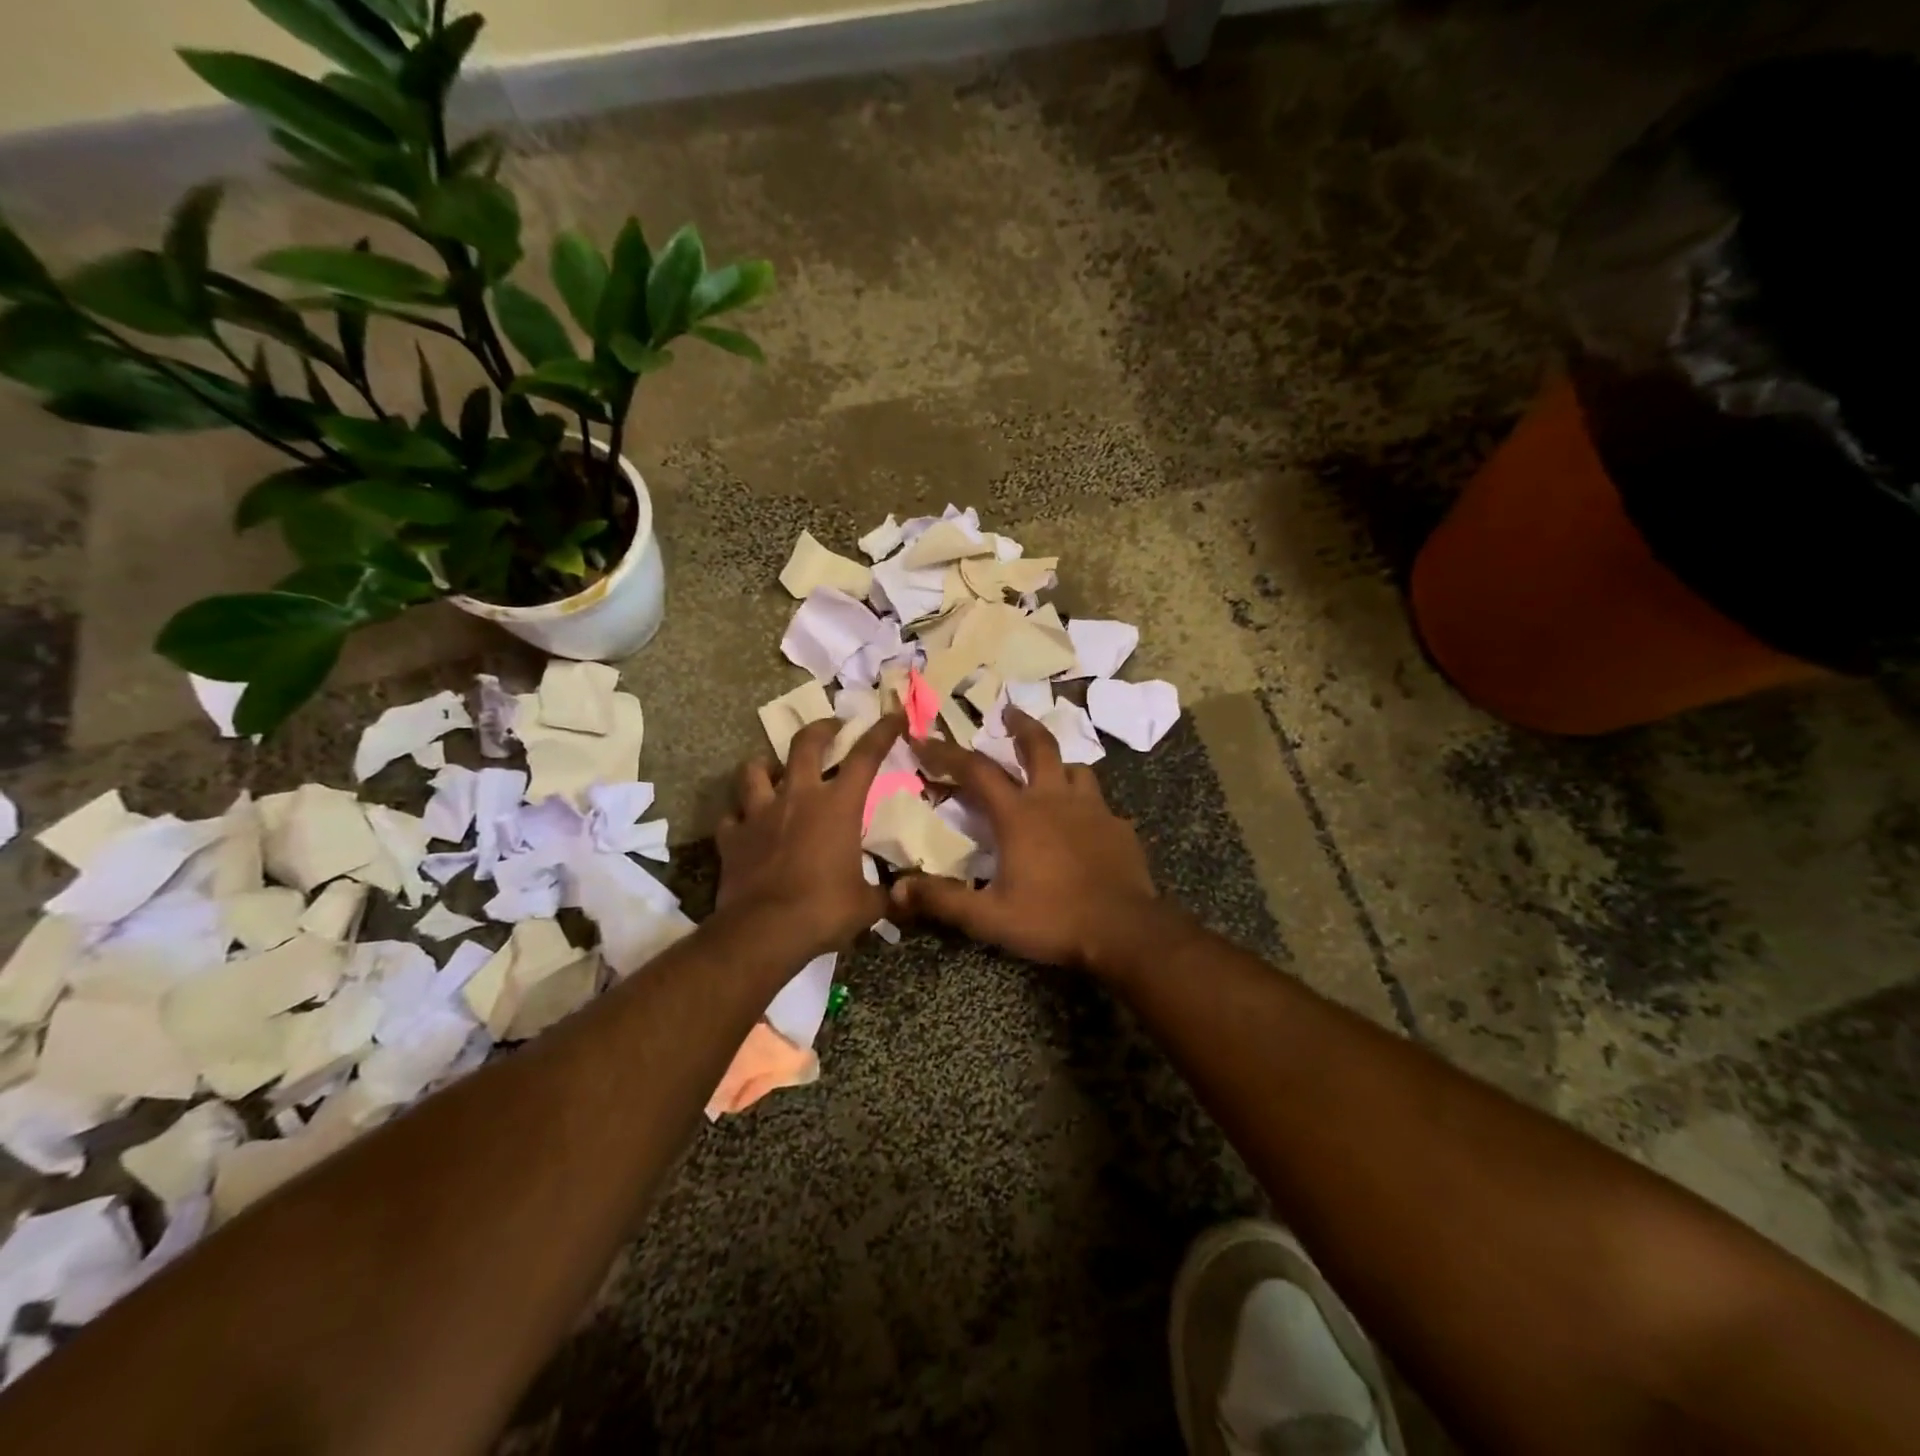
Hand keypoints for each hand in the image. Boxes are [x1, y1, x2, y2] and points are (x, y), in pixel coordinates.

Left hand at [717, 714, 902, 960]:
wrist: (764, 931)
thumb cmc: (824, 910)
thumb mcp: (867, 904)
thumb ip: (885, 893)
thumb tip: (903, 896)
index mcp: (837, 806)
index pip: (865, 756)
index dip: (882, 731)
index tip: (894, 715)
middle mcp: (797, 797)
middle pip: (805, 744)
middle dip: (821, 729)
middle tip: (831, 727)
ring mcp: (759, 814)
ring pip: (754, 770)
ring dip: (766, 766)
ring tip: (774, 771)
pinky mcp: (732, 837)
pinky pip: (732, 816)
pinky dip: (740, 816)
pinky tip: (745, 824)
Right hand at [892, 707, 1164, 971]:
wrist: (1125, 931)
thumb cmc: (1053, 920)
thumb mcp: (990, 917)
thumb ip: (944, 900)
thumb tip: (896, 889)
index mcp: (1020, 814)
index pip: (976, 771)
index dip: (946, 753)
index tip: (923, 739)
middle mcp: (1056, 799)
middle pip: (1039, 746)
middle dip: (1020, 726)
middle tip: (1009, 713)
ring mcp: (1094, 810)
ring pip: (1075, 770)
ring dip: (1057, 764)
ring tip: (1049, 772)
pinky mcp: (1120, 827)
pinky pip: (1099, 804)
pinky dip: (1085, 804)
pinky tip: (1084, 823)